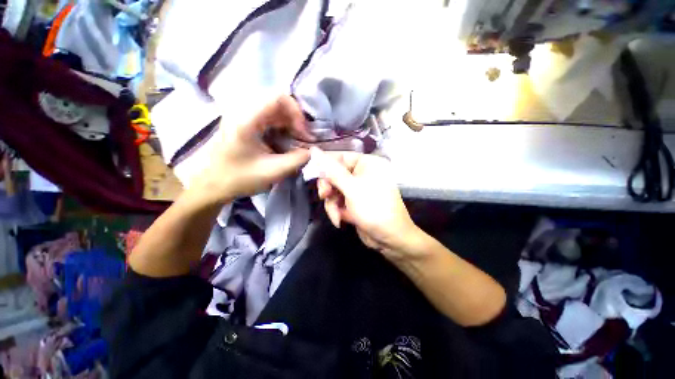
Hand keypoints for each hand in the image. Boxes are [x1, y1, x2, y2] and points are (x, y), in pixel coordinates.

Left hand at [194, 96, 312, 202]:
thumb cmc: (240, 178)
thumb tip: (312, 150)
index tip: (304, 134)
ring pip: (274, 110)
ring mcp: (242, 115)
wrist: (213, 185)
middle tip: (303, 139)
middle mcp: (242, 110)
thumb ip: (298, 159)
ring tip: (296, 141)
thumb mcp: (273, 171)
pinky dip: (281, 127)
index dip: (297, 113)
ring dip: (289, 124)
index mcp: (246, 119)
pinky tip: (284, 141)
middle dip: (295, 120)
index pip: (279, 98)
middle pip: (278, 103)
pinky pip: (268, 117)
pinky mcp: (243, 122)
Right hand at [312, 148, 421, 259]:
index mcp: (367, 164)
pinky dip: (336, 210)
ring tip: (336, 215)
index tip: (312, 172)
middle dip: (329, 187)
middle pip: (335, 174)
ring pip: (334, 190)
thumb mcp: (351, 188)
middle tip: (324, 195)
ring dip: (332, 203)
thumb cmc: (374, 208)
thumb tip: (314, 150)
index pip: (341, 156)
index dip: (325, 163)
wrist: (390, 239)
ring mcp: (358, 189)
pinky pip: (338, 201)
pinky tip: (339, 220)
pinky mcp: (353, 202)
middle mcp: (363, 174)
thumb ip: (332, 171)